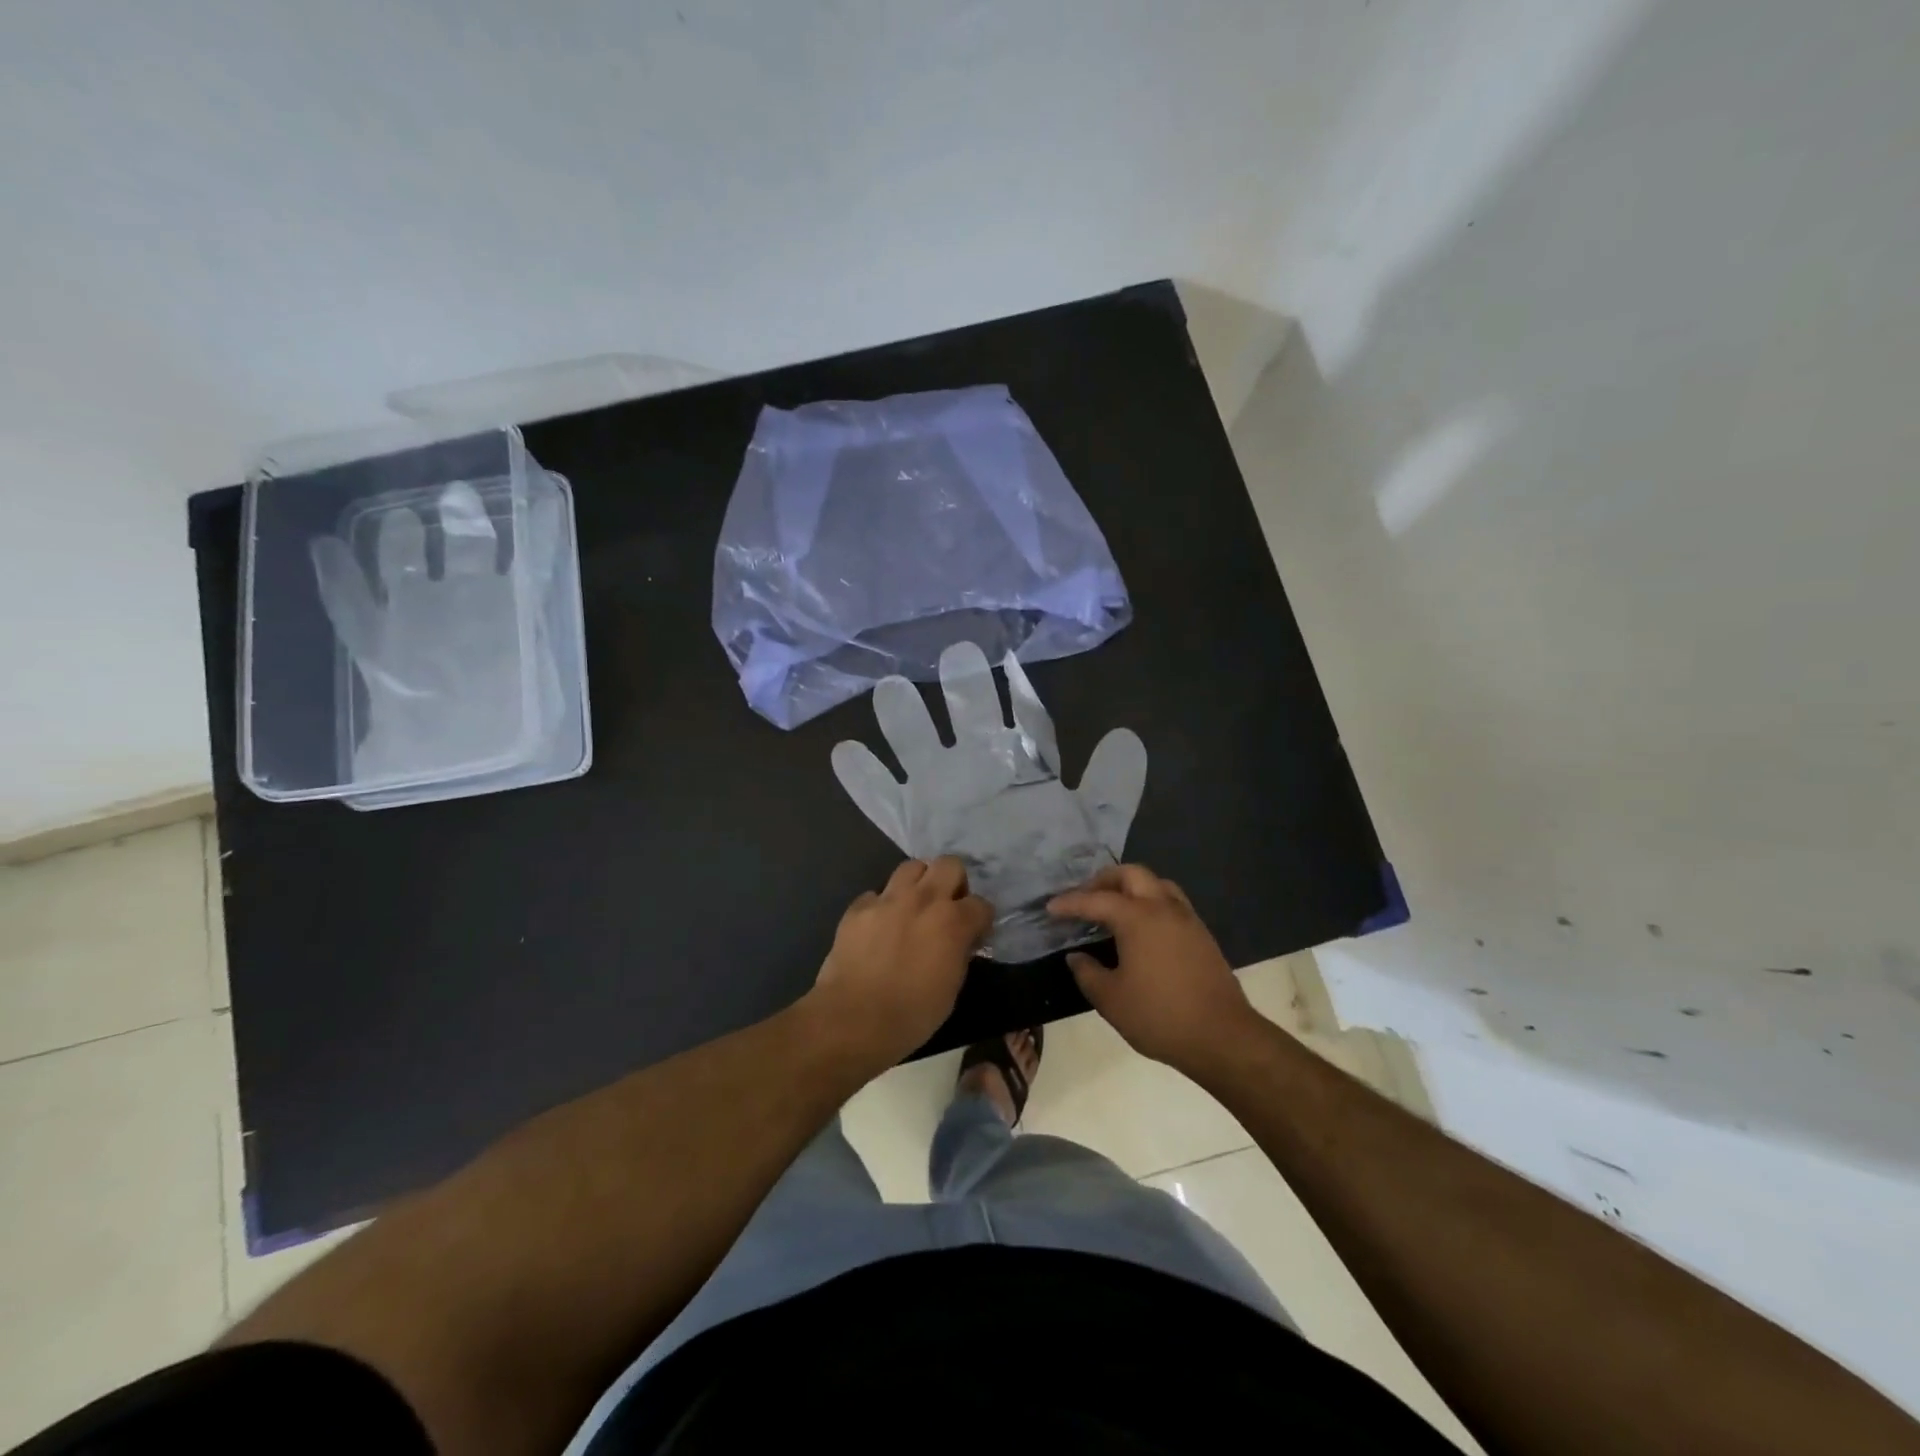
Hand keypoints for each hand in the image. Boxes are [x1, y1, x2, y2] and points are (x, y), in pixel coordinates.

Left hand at [807, 857, 993, 1070]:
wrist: (853, 1019)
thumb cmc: (911, 1014)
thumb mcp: (951, 988)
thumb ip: (959, 954)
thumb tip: (960, 942)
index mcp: (952, 922)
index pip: (981, 904)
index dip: (980, 920)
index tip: (974, 935)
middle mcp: (923, 899)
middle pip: (949, 864)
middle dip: (954, 882)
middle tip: (947, 907)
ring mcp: (887, 899)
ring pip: (911, 867)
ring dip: (919, 883)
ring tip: (914, 907)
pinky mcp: (858, 907)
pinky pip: (876, 894)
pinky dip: (882, 905)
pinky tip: (879, 926)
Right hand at [1048, 865, 1257, 1072]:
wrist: (1222, 1036)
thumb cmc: (1160, 1016)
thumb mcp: (1111, 1000)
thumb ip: (1087, 973)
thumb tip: (1076, 957)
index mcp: (1137, 918)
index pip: (1096, 900)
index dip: (1070, 903)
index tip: (1051, 908)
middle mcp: (1163, 908)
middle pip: (1131, 874)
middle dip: (1104, 880)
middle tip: (1086, 898)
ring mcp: (1187, 919)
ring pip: (1157, 884)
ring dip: (1132, 887)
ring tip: (1115, 907)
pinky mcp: (1202, 935)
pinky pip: (1172, 902)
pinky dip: (1151, 902)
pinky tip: (1143, 928)